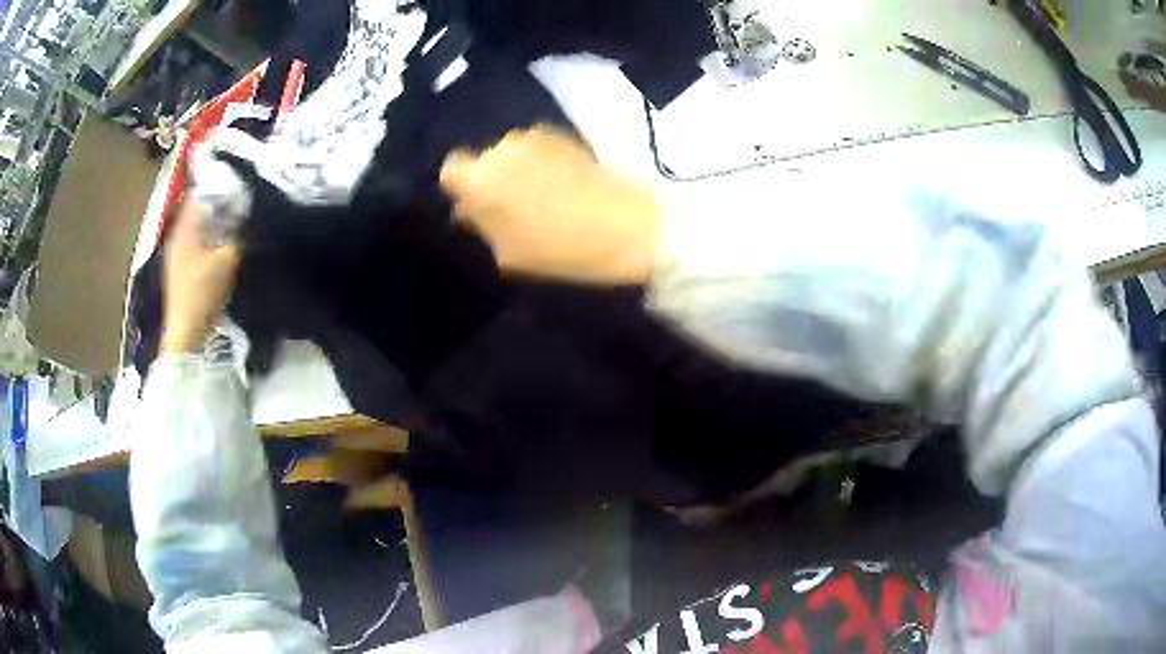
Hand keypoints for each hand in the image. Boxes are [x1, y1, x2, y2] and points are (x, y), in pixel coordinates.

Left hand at [160, 200, 242, 354]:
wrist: (186, 332)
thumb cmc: (204, 291)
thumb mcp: (228, 260)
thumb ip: (239, 236)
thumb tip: (248, 220)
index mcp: (185, 228)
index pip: (199, 195)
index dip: (217, 188)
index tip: (236, 186)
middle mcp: (177, 237)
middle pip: (197, 213)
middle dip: (216, 208)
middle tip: (238, 206)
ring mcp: (176, 256)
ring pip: (196, 230)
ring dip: (212, 227)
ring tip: (233, 227)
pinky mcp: (179, 272)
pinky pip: (195, 246)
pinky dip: (208, 242)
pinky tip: (220, 249)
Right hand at [439, 127, 658, 284]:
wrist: (625, 224)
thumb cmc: (559, 248)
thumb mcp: (508, 252)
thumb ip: (482, 226)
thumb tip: (469, 210)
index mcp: (479, 178)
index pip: (451, 170)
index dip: (461, 187)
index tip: (477, 206)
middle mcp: (502, 147)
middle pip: (485, 159)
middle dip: (493, 178)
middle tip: (513, 207)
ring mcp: (537, 136)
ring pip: (513, 153)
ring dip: (520, 169)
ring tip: (544, 196)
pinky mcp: (567, 134)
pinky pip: (539, 148)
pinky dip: (543, 162)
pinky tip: (564, 184)